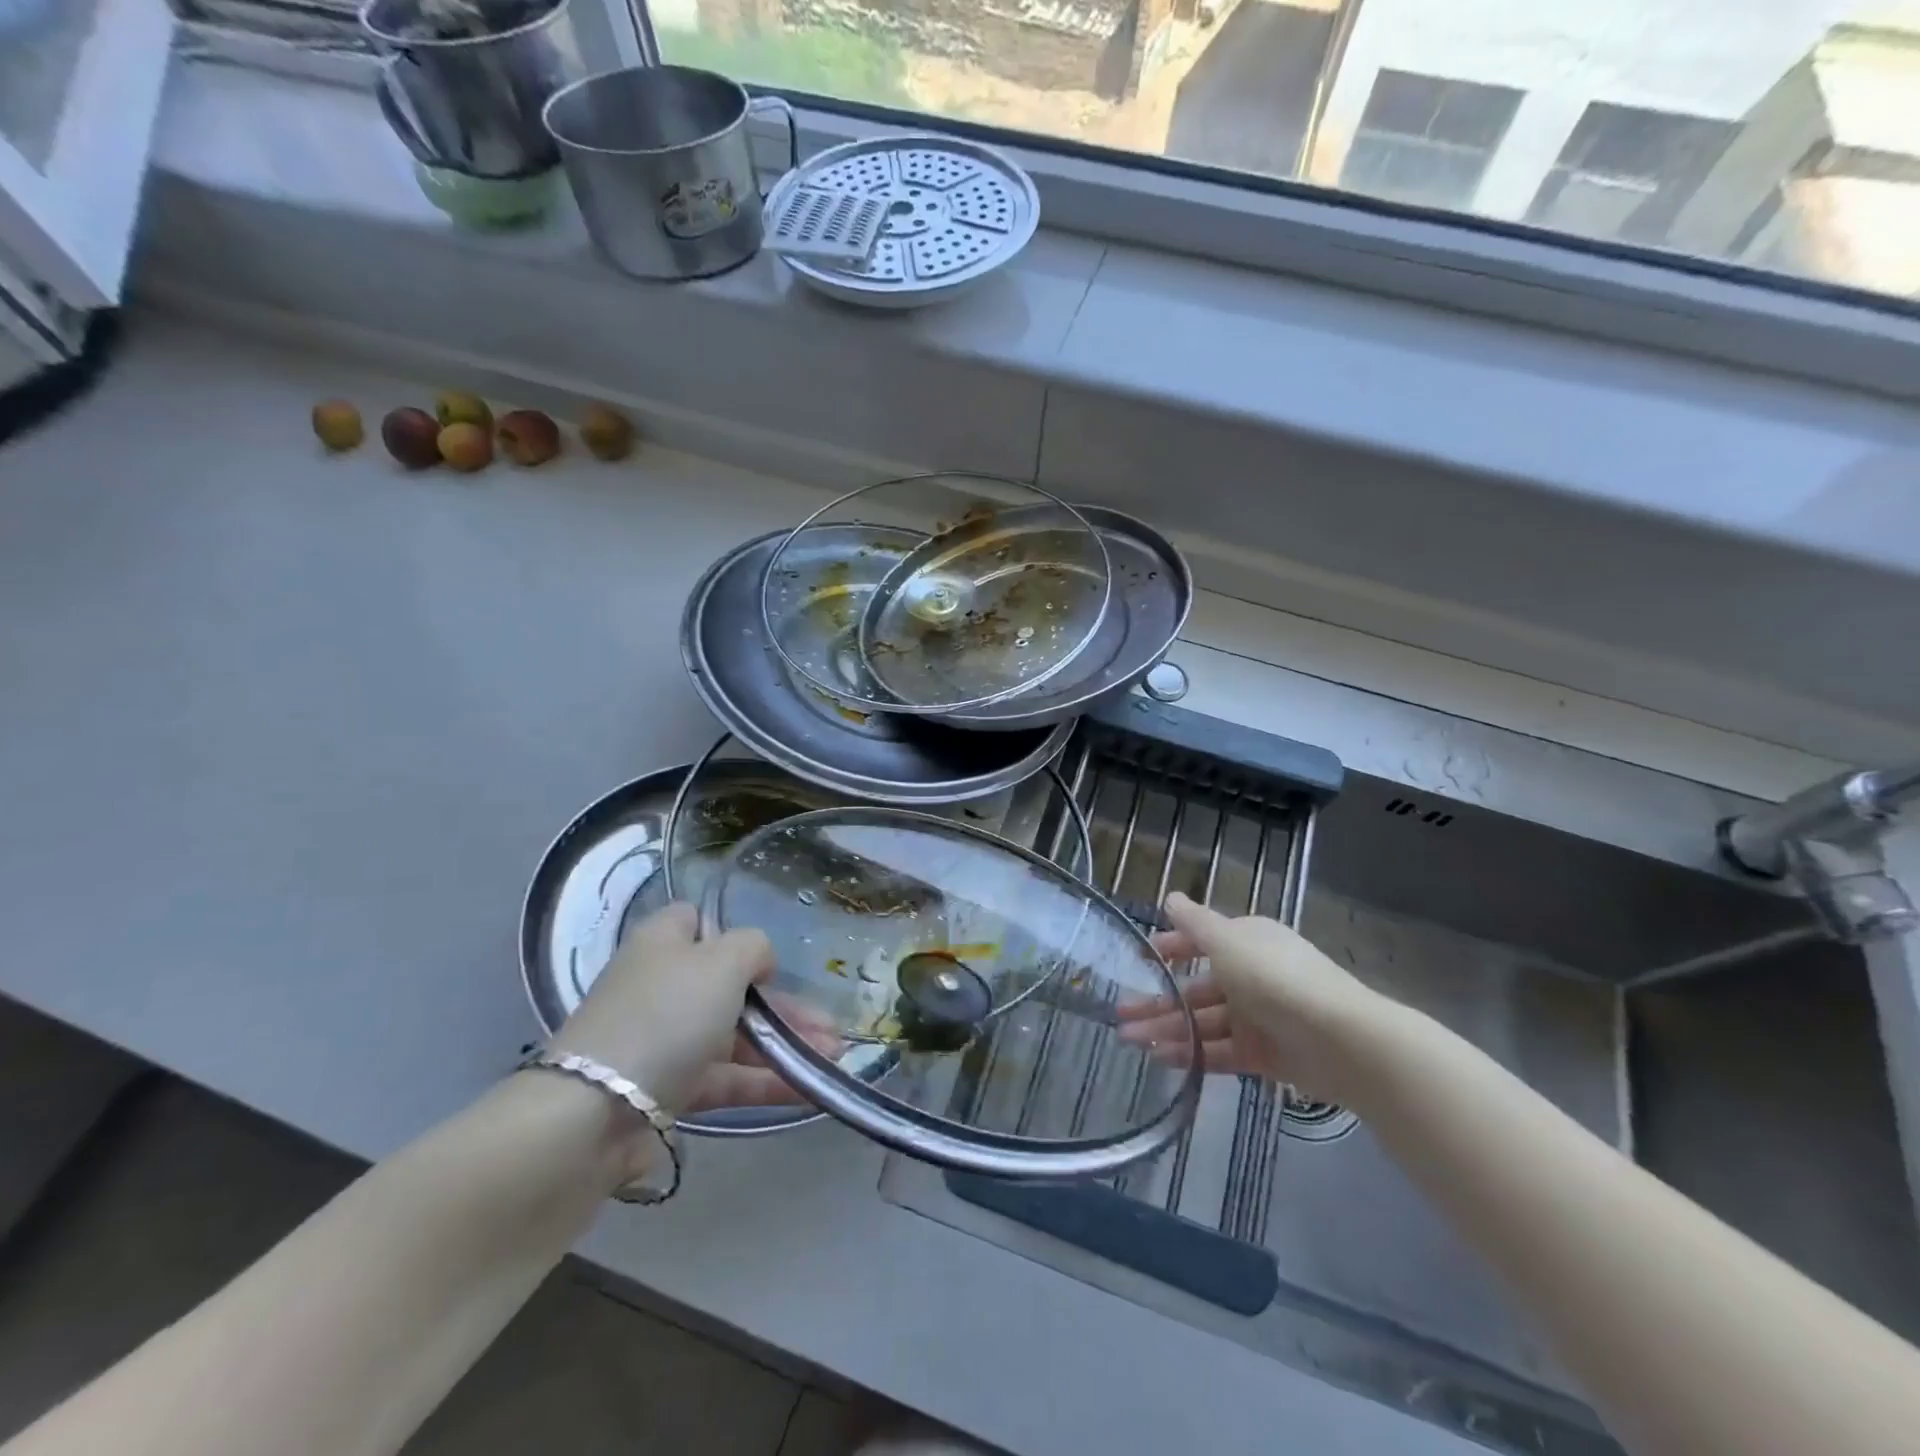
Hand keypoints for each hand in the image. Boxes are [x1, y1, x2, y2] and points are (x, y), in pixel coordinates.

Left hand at [551, 902, 808, 1116]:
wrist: (596, 1113)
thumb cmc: (666, 1015)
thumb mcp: (722, 961)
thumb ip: (753, 947)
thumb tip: (759, 962)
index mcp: (662, 943)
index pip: (694, 921)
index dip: (730, 933)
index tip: (766, 958)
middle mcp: (661, 987)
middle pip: (730, 986)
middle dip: (784, 1005)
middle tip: (829, 1024)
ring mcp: (662, 1041)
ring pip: (733, 1036)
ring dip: (784, 1045)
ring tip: (833, 1057)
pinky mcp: (666, 1090)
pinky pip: (725, 1079)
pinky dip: (765, 1082)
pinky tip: (809, 1090)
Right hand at [1117, 891, 1392, 1104]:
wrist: (1341, 1040)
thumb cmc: (1276, 977)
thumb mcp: (1228, 941)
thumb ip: (1195, 923)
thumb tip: (1171, 898)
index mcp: (1247, 943)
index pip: (1201, 942)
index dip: (1170, 949)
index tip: (1140, 960)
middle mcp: (1251, 976)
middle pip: (1196, 988)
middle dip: (1158, 999)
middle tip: (1121, 1014)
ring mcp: (1258, 1018)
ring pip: (1203, 1023)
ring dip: (1167, 1029)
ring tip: (1130, 1040)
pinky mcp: (1265, 1056)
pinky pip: (1220, 1052)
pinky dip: (1193, 1054)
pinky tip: (1162, 1060)